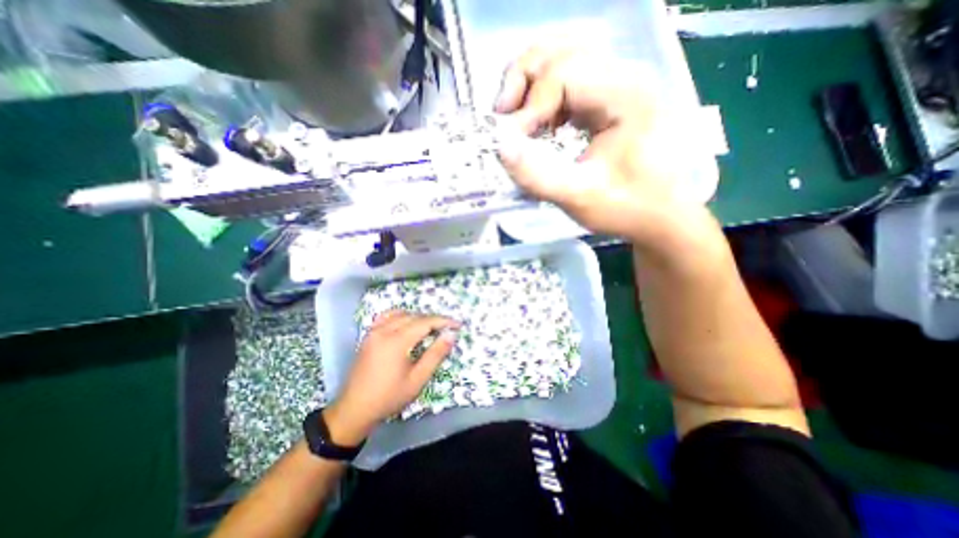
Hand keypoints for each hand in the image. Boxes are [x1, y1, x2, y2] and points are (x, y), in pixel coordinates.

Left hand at [321, 312, 460, 445]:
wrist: (354, 410)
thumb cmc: (389, 397)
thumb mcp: (417, 379)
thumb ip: (435, 355)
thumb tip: (451, 335)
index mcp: (396, 341)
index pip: (425, 322)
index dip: (443, 321)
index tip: (457, 324)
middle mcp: (384, 331)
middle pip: (414, 316)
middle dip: (433, 319)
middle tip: (447, 328)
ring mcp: (373, 332)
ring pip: (401, 314)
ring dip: (418, 317)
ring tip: (430, 327)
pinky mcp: (368, 336)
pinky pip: (386, 317)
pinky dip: (400, 316)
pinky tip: (406, 324)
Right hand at [498, 45, 722, 257]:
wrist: (659, 215)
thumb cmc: (626, 208)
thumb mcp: (579, 198)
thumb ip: (537, 176)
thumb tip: (500, 147)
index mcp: (625, 95)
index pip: (563, 74)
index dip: (529, 106)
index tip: (513, 143)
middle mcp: (624, 77)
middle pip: (560, 51)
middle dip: (522, 82)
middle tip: (504, 118)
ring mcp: (618, 85)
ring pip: (561, 59)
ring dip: (530, 86)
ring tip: (518, 120)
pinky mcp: (609, 99)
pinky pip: (568, 80)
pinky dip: (543, 97)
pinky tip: (540, 124)